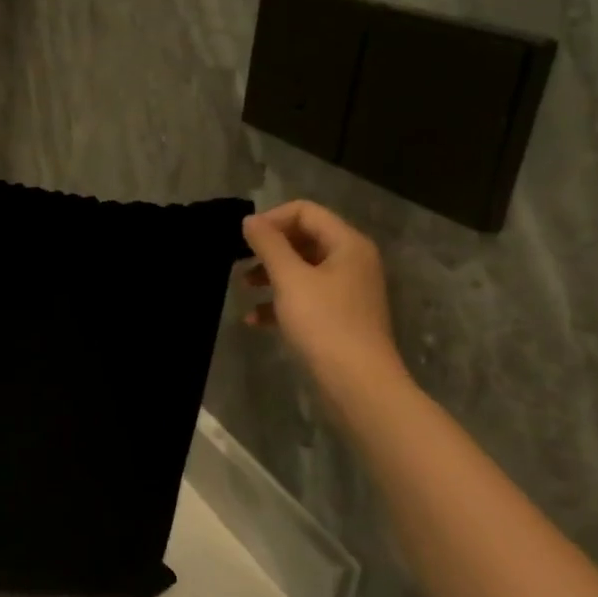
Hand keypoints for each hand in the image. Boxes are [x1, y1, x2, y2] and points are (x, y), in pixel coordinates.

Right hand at [241, 201, 401, 379]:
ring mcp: (347, 291)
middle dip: (269, 248)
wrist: (358, 385)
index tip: (244, 239)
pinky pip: (305, 298)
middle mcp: (351, 261)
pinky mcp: (339, 317)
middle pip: (304, 238)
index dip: (272, 219)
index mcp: (347, 244)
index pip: (305, 211)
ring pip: (302, 269)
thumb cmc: (324, 324)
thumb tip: (250, 220)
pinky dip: (280, 302)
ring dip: (270, 274)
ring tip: (243, 287)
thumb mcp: (290, 279)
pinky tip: (254, 320)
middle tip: (239, 260)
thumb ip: (269, 245)